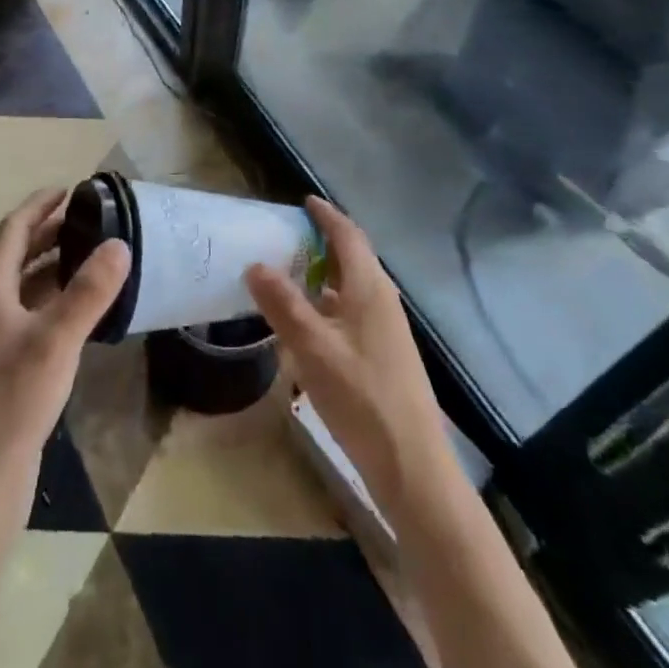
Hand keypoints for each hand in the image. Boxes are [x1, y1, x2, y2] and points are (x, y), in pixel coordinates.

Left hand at [0, 188, 130, 526]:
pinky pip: (34, 318)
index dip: (40, 206)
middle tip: (90, 219)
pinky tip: (85, 312)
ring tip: (94, 256)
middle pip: (18, 256)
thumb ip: (88, 292)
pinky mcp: (7, 370)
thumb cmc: (11, 401)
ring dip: (55, 267)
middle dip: (50, 233)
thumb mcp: (55, 340)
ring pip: (27, 288)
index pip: (14, 230)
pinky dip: (57, 302)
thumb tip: (120, 244)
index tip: (70, 189)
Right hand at [245, 198, 449, 509]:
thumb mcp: (313, 348)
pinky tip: (309, 323)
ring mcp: (387, 329)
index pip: (348, 235)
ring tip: (291, 273)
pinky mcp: (385, 355)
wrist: (413, 467)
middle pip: (354, 257)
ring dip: (325, 273)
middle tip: (288, 235)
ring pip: (353, 286)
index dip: (326, 215)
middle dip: (324, 241)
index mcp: (370, 288)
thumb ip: (283, 304)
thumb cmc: (362, 398)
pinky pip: (354, 310)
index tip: (303, 201)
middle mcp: (382, 300)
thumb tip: (255, 263)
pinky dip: (330, 302)